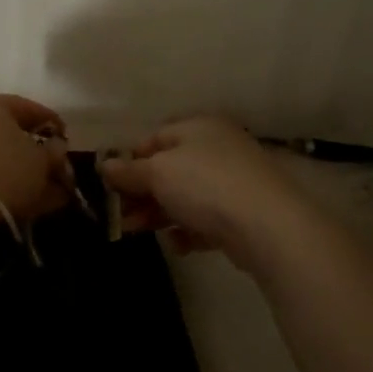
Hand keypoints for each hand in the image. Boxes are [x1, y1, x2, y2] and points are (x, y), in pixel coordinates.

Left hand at [0, 93, 76, 221]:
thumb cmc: (2, 171)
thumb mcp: (39, 163)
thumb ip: (52, 153)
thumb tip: (56, 147)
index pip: (28, 108)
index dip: (51, 123)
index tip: (65, 138)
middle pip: (4, 131)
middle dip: (29, 151)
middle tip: (48, 169)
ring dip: (11, 169)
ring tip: (31, 192)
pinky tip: (7, 197)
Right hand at [99, 117, 308, 264]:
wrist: (267, 226)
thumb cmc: (205, 185)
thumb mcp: (157, 172)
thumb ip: (128, 171)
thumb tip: (104, 165)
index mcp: (198, 128)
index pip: (155, 137)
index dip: (130, 160)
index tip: (112, 185)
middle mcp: (217, 148)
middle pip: (169, 169)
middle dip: (141, 193)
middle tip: (121, 216)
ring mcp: (233, 181)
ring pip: (186, 196)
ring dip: (159, 213)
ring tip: (139, 232)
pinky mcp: (243, 213)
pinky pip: (207, 219)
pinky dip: (189, 230)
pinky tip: (179, 244)